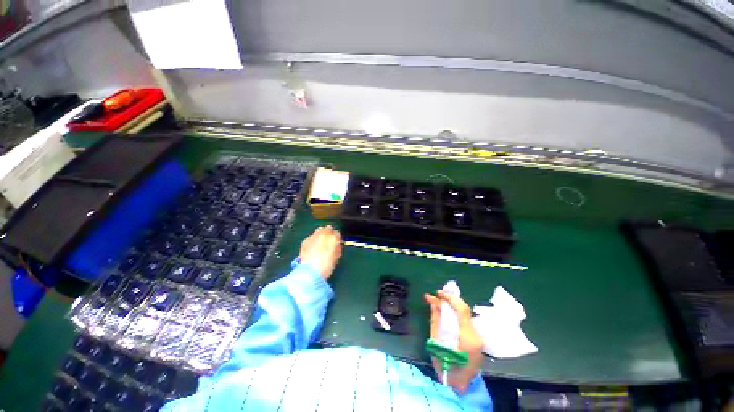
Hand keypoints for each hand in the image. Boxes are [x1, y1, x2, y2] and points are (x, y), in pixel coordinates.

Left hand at [300, 226, 342, 279]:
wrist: (310, 272)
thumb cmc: (326, 267)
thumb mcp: (336, 257)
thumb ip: (337, 248)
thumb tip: (337, 244)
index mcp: (334, 239)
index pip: (337, 233)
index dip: (336, 238)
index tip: (336, 242)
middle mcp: (324, 234)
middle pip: (328, 228)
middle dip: (328, 233)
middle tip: (328, 240)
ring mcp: (314, 236)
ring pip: (319, 230)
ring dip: (320, 234)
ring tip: (319, 242)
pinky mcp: (305, 240)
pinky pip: (311, 237)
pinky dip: (312, 240)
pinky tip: (311, 247)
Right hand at [425, 290, 483, 392]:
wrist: (459, 385)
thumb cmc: (445, 366)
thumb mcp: (436, 341)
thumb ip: (436, 319)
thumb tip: (432, 301)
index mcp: (467, 337)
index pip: (462, 309)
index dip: (450, 297)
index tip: (437, 293)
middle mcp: (476, 334)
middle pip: (465, 309)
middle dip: (451, 299)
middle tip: (437, 295)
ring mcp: (478, 336)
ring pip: (465, 313)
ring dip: (452, 304)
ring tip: (440, 300)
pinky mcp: (476, 338)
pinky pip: (465, 319)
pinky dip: (455, 312)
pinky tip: (447, 310)